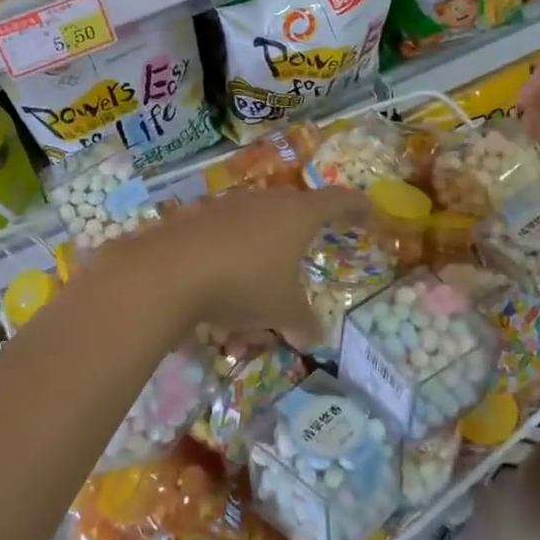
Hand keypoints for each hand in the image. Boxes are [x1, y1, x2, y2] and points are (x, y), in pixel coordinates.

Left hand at [95, 187, 367, 346]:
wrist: (169, 271)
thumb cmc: (243, 283)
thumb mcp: (281, 310)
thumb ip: (303, 322)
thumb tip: (314, 338)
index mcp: (298, 214)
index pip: (338, 201)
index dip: (357, 207)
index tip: (370, 214)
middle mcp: (266, 201)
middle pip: (295, 209)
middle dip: (305, 231)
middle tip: (311, 250)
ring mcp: (229, 205)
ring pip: (258, 224)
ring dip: (265, 250)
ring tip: (262, 284)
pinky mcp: (198, 217)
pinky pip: (228, 234)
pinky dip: (234, 257)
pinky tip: (223, 287)